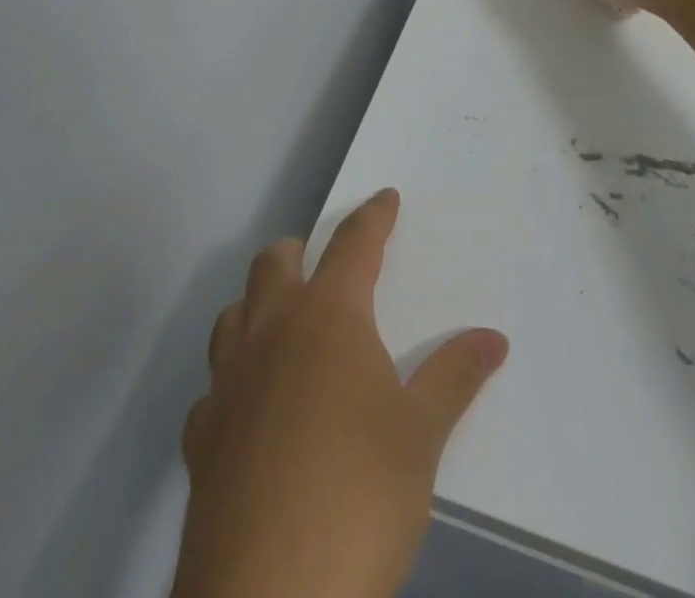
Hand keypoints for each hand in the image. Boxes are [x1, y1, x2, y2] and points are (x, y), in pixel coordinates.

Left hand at [172, 189, 509, 597]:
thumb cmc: (359, 497)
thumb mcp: (420, 437)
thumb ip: (455, 377)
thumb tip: (494, 338)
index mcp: (328, 317)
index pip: (353, 244)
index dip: (372, 216)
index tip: (384, 198)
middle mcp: (272, 332)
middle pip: (275, 262)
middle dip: (300, 250)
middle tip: (326, 267)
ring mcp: (228, 382)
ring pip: (233, 314)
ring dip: (258, 307)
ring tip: (286, 329)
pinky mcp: (201, 437)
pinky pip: (214, 387)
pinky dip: (234, 382)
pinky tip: (251, 412)